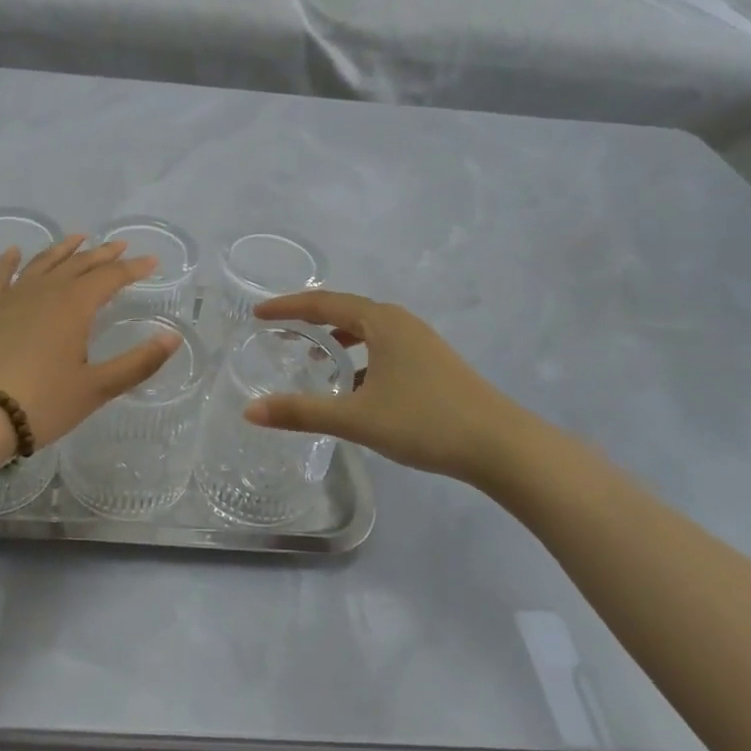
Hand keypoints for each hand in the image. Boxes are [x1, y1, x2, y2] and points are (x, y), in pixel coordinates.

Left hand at [0, 236, 180, 447]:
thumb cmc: (42, 403)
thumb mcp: (96, 388)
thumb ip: (138, 362)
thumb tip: (173, 337)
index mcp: (75, 306)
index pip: (110, 278)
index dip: (133, 268)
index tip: (151, 261)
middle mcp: (45, 291)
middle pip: (78, 265)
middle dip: (102, 254)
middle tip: (120, 245)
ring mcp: (11, 297)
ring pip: (42, 263)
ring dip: (63, 250)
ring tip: (78, 238)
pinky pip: (0, 276)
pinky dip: (9, 261)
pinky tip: (14, 252)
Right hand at [243, 291, 549, 490]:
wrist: (501, 446)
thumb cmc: (425, 422)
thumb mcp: (356, 418)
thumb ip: (301, 412)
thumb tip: (250, 411)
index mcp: (381, 322)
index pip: (323, 303)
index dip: (287, 307)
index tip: (257, 314)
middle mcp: (400, 322)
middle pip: (345, 311)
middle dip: (309, 320)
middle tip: (278, 333)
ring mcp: (420, 342)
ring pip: (367, 331)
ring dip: (336, 339)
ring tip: (312, 359)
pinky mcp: (432, 363)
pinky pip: (383, 348)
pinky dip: (359, 357)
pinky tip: (354, 387)